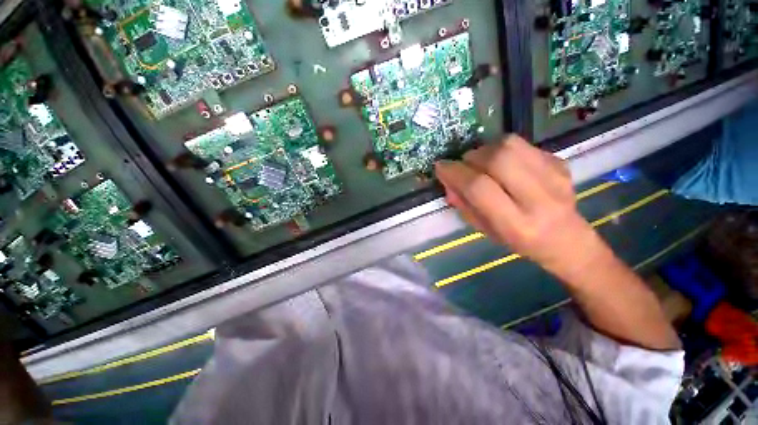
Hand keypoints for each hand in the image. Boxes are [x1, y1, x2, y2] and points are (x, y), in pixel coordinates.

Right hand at [435, 135, 611, 279]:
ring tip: (481, 162)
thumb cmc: (519, 242)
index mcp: (516, 224)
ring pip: (510, 145)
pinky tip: (502, 163)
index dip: (455, 173)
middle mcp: (539, 199)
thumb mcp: (485, 230)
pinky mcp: (561, 162)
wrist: (567, 239)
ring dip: (485, 149)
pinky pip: (522, 144)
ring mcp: (555, 176)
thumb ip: (464, 204)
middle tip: (464, 165)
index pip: (479, 188)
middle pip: (497, 159)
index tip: (441, 167)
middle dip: (471, 157)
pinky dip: (502, 149)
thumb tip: (448, 180)